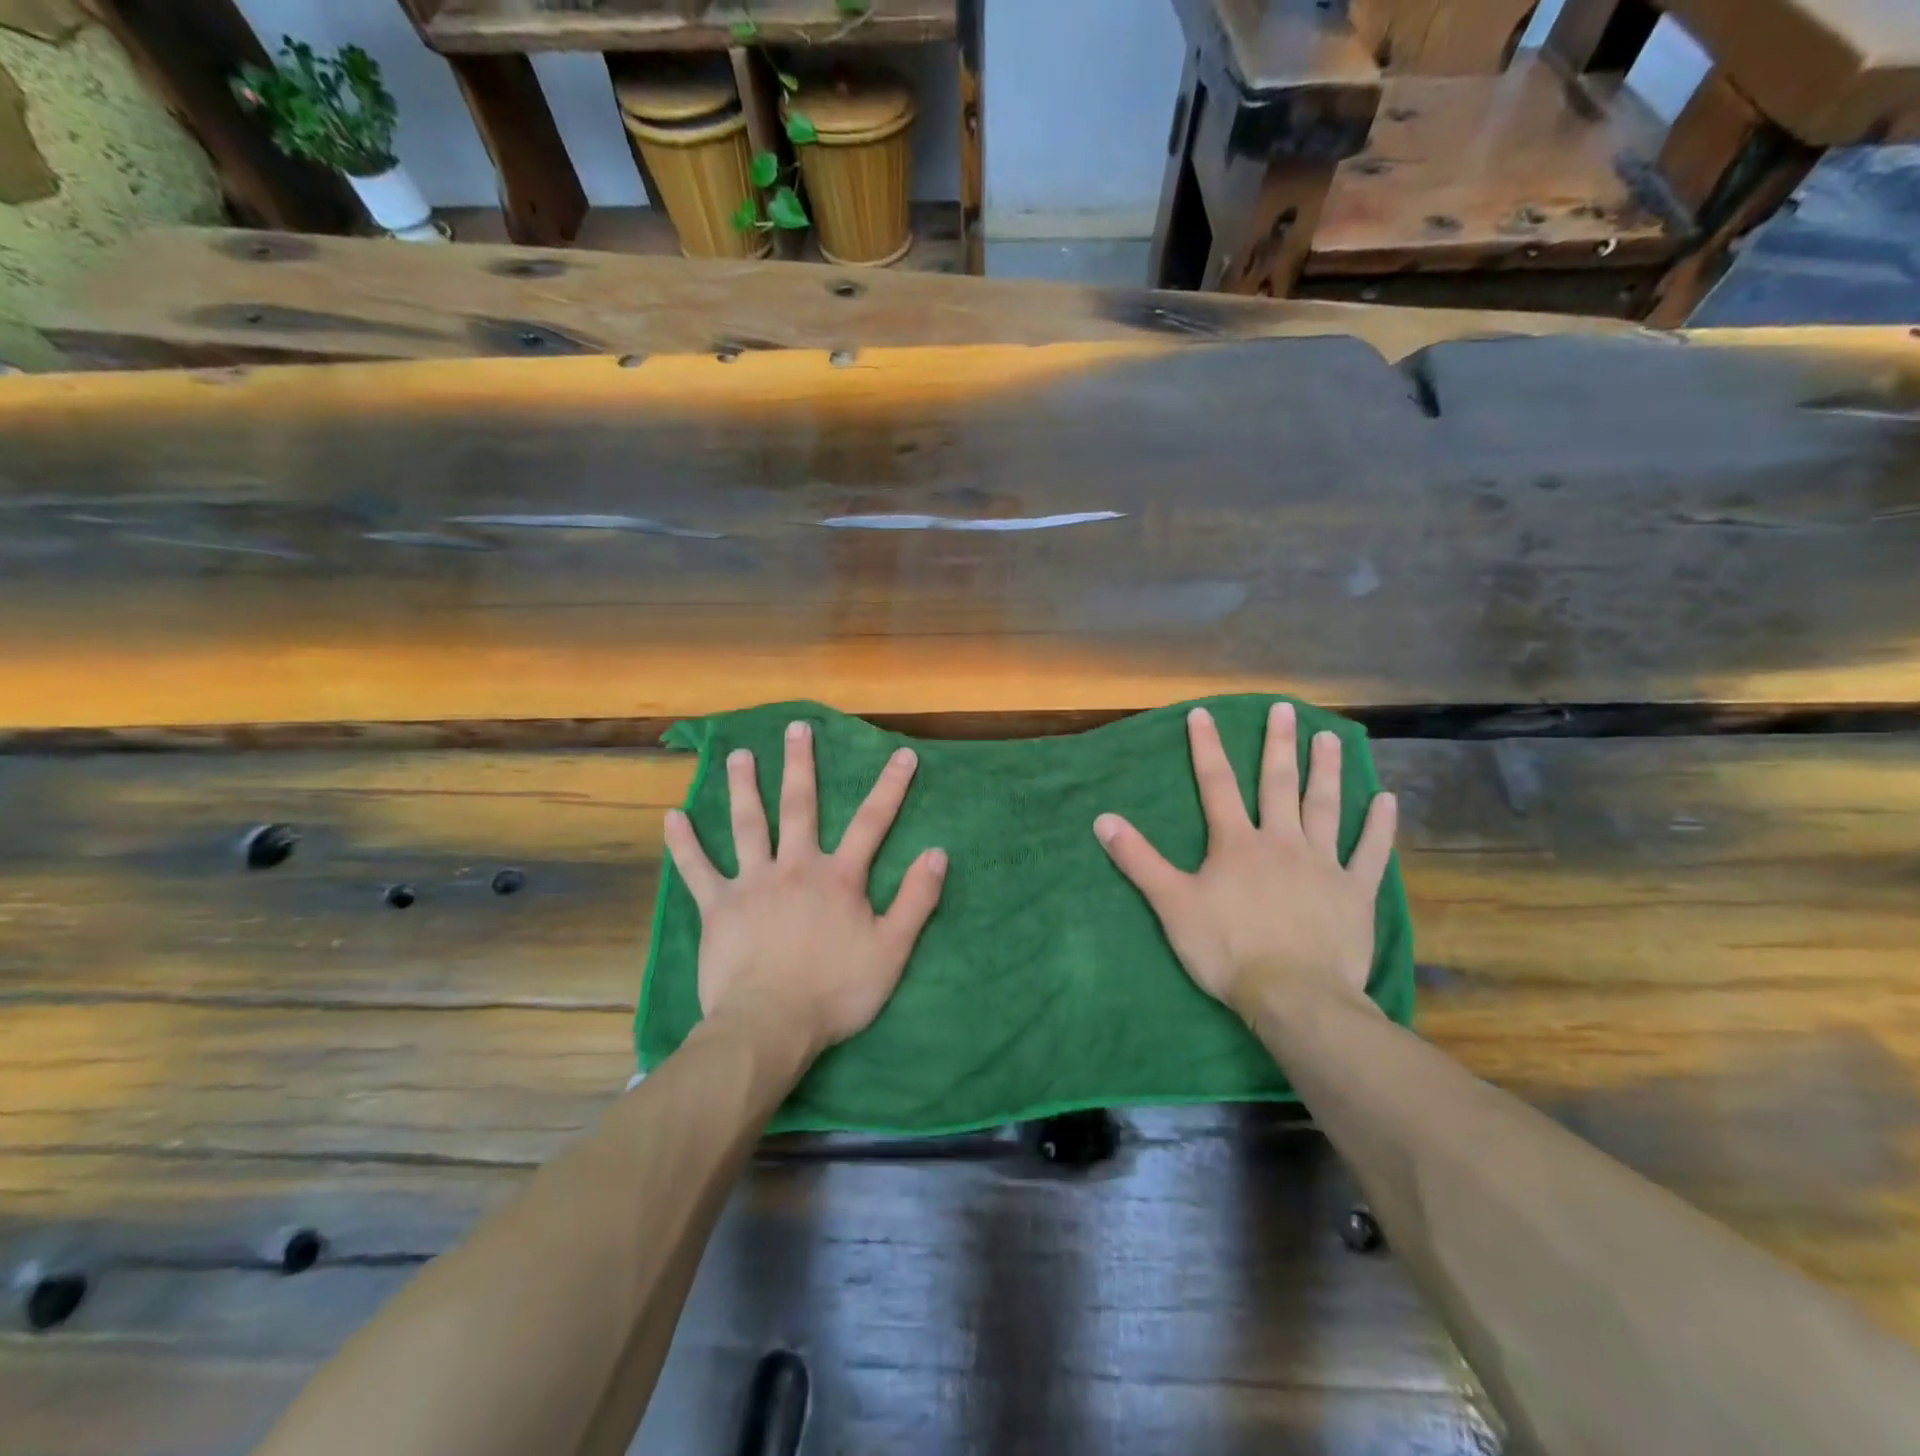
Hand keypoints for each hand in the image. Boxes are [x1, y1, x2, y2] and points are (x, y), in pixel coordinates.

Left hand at [664, 720, 947, 1061]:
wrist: (771, 1025)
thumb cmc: (836, 991)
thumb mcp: (892, 950)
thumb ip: (916, 900)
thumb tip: (938, 852)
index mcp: (839, 877)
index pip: (872, 822)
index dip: (890, 787)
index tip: (902, 753)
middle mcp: (795, 867)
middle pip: (800, 807)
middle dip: (800, 765)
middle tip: (796, 729)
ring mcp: (752, 883)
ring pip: (748, 825)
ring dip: (744, 787)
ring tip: (739, 755)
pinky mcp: (718, 907)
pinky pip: (697, 869)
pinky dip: (684, 843)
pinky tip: (672, 816)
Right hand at [1093, 703, 1395, 1016]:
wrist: (1294, 996)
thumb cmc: (1227, 949)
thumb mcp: (1172, 904)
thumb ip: (1138, 860)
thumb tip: (1102, 820)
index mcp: (1236, 844)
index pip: (1217, 785)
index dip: (1207, 748)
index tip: (1203, 714)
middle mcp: (1281, 842)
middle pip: (1279, 784)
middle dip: (1278, 745)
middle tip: (1285, 709)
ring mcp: (1323, 864)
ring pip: (1325, 807)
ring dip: (1326, 770)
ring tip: (1329, 737)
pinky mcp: (1355, 892)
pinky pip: (1370, 852)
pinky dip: (1378, 826)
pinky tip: (1385, 799)